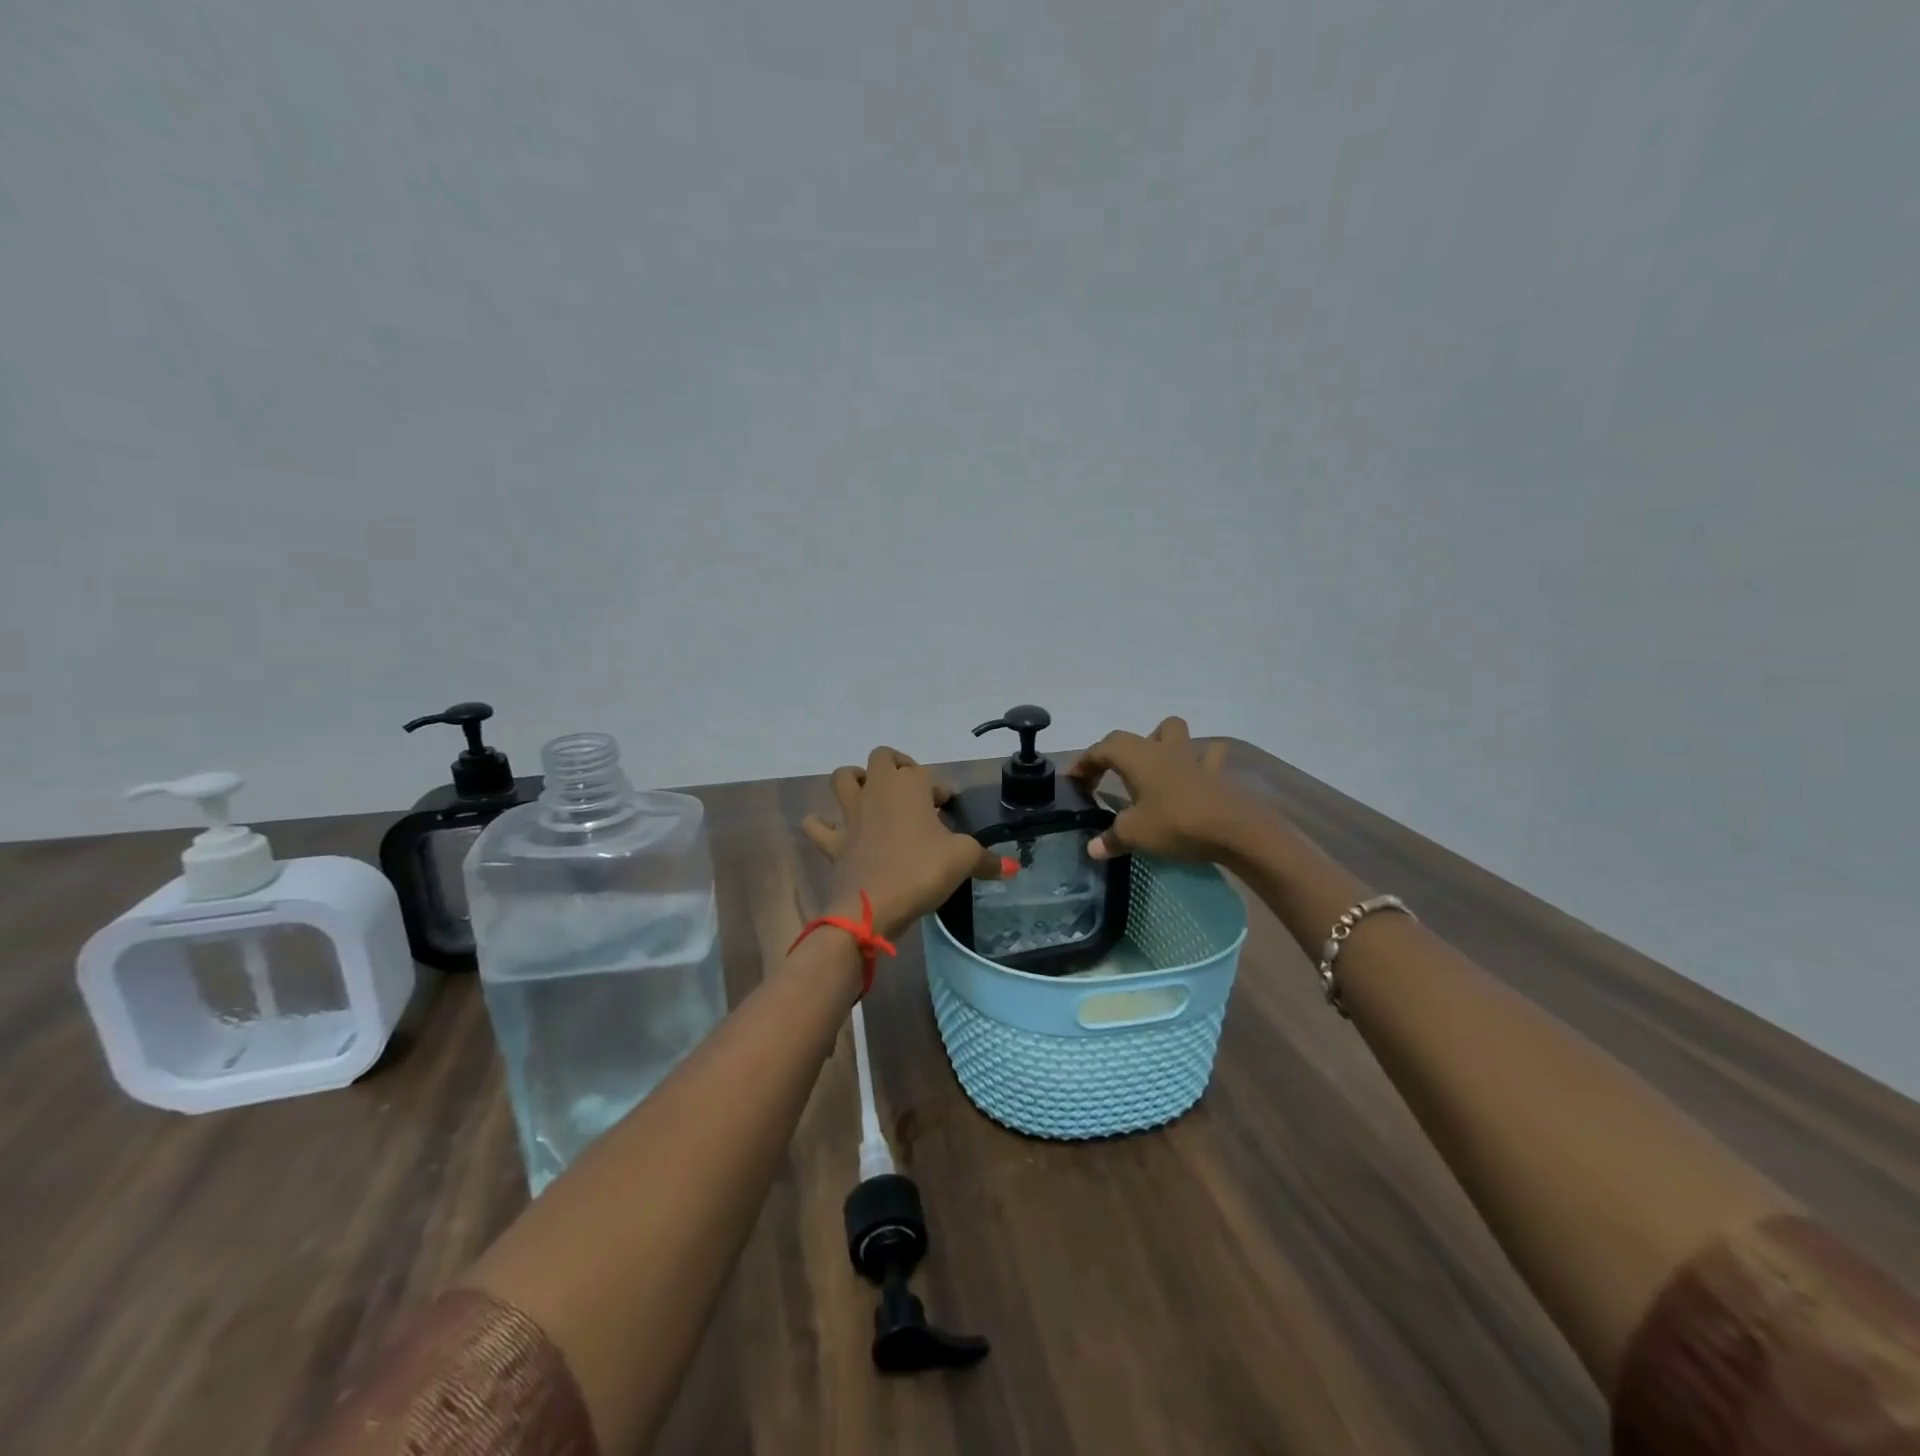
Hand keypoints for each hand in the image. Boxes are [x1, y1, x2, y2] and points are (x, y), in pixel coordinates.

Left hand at [801, 747, 1009, 941]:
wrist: (872, 906)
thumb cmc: (921, 871)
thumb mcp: (963, 861)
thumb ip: (987, 860)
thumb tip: (1012, 867)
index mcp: (910, 787)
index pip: (926, 774)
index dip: (938, 789)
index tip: (946, 809)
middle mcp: (878, 791)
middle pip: (882, 758)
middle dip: (897, 766)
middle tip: (912, 790)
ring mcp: (851, 815)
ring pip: (843, 778)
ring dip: (854, 780)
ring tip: (869, 795)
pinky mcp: (834, 842)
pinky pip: (818, 826)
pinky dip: (822, 824)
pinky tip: (831, 829)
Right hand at [1067, 718, 1246, 862]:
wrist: (1235, 830)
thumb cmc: (1176, 823)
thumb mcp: (1134, 834)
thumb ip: (1110, 839)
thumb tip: (1092, 848)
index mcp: (1136, 757)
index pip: (1100, 750)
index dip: (1083, 763)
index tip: (1072, 780)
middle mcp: (1160, 749)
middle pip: (1129, 738)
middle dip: (1112, 752)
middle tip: (1104, 775)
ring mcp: (1191, 757)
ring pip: (1171, 732)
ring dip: (1158, 741)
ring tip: (1150, 764)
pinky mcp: (1216, 773)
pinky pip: (1207, 756)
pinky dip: (1198, 760)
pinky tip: (1194, 774)